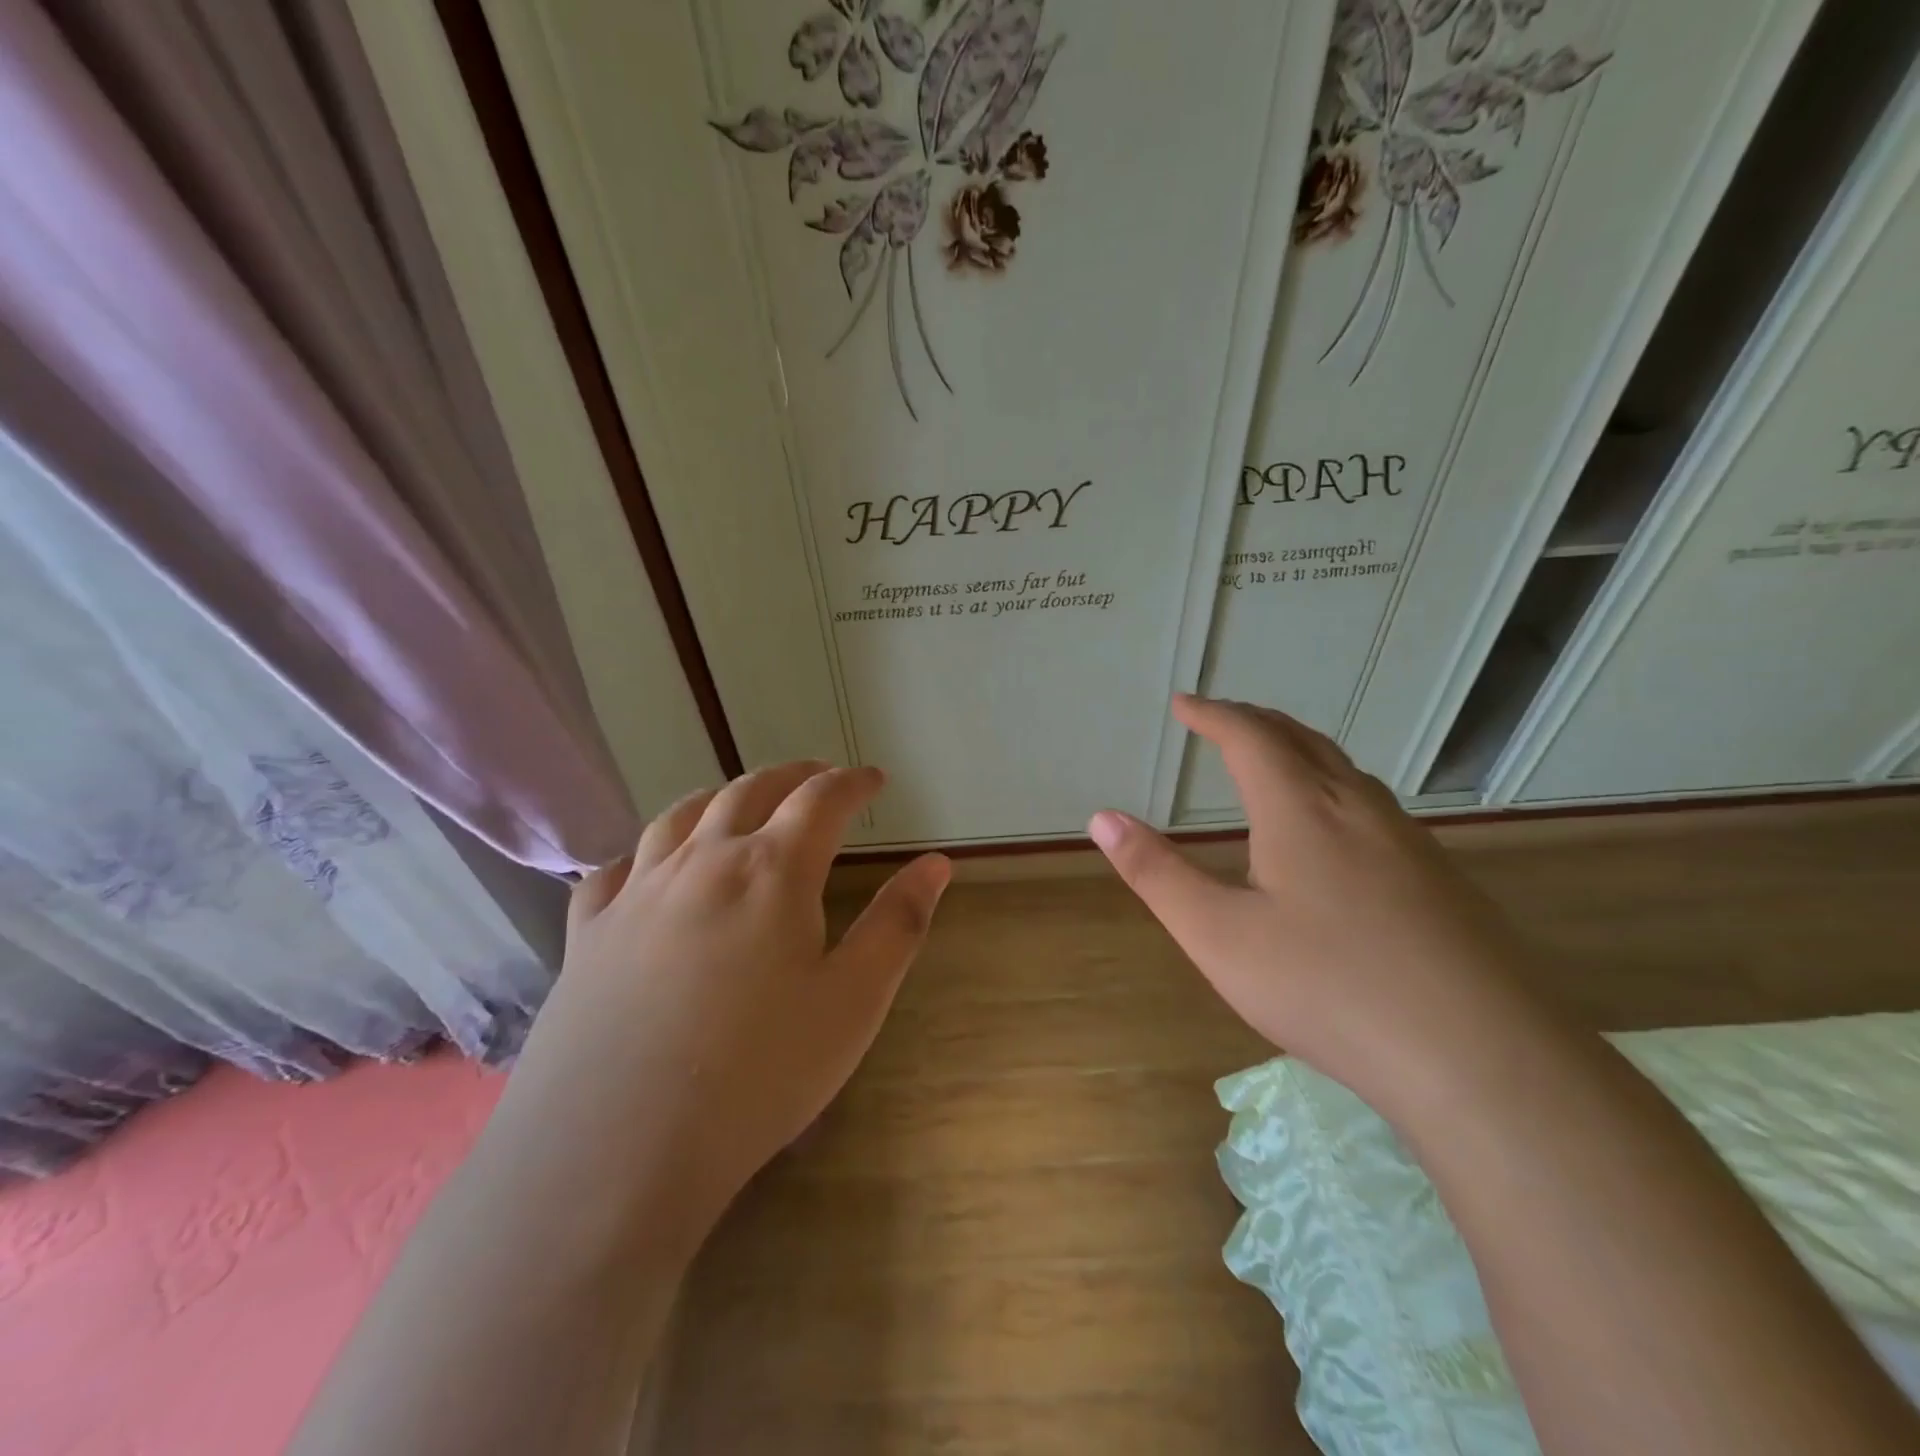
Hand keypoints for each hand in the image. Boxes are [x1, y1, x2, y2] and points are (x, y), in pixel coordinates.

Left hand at [488, 762, 949, 1253]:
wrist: (616, 1149)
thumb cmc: (758, 1073)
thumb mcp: (854, 1002)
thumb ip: (898, 924)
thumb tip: (936, 863)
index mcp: (772, 870)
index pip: (822, 800)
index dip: (853, 783)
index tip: (875, 779)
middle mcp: (702, 861)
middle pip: (750, 791)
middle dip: (792, 776)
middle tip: (817, 777)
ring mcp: (637, 892)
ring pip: (681, 816)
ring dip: (721, 797)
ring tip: (741, 802)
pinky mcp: (588, 932)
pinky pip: (615, 868)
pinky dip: (644, 852)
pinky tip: (650, 867)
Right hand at [1090, 696, 1547, 1107]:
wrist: (1484, 1059)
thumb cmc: (1328, 988)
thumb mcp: (1218, 936)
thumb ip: (1156, 874)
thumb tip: (1102, 818)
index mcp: (1301, 810)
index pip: (1249, 737)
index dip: (1211, 715)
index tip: (1183, 704)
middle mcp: (1358, 809)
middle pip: (1302, 741)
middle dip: (1255, 722)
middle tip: (1222, 718)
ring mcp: (1410, 843)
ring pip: (1346, 771)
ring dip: (1299, 751)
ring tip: (1272, 760)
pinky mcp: (1442, 880)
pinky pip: (1374, 806)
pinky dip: (1334, 787)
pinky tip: (1337, 832)